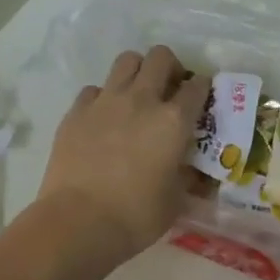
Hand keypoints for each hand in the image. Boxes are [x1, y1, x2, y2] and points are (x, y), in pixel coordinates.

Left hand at [36, 46, 206, 263]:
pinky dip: (105, 97)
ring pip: (127, 61)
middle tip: (170, 90)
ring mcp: (105, 102)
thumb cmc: (136, 216)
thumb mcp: (176, 200)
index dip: (203, 89)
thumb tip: (193, 171)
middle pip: (161, 57)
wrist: (78, 222)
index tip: (202, 100)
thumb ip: (187, 176)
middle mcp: (142, 100)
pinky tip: (105, 119)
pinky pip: (96, 89)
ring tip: (138, 95)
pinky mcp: (76, 111)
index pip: (197, 86)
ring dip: (138, 72)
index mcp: (174, 121)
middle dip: (171, 68)